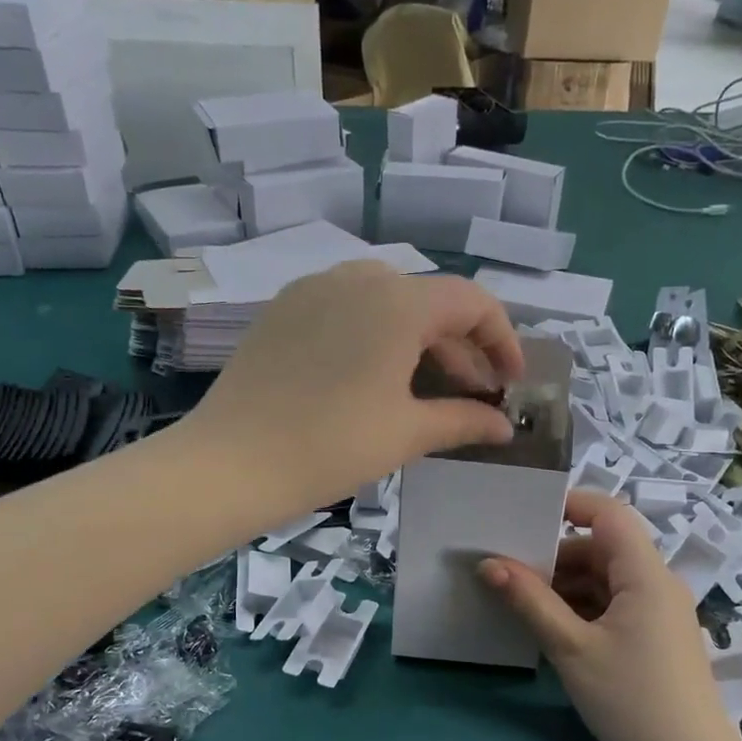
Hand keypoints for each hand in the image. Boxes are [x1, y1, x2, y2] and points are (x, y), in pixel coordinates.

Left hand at [186, 262, 524, 508]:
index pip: (472, 302)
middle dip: (461, 347)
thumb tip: (503, 427)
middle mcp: (358, 278)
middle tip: (473, 395)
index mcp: (398, 301)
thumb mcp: (407, 433)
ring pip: (388, 302)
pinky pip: (347, 308)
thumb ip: (464, 421)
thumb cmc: (331, 446)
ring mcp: (314, 288)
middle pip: (430, 300)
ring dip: (419, 340)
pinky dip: (376, 335)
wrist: (231, 462)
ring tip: (425, 389)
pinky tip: (373, 377)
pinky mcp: (284, 308)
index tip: (510, 381)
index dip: (502, 339)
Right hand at [479, 490, 730, 740]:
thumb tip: (488, 564)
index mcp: (645, 574)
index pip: (609, 513)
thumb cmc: (632, 700)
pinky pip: (615, 605)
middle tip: (509, 573)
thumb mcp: (572, 649)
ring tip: (522, 604)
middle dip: (556, 557)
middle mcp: (657, 584)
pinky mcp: (656, 637)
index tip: (523, 517)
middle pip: (603, 548)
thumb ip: (530, 601)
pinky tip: (553, 630)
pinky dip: (583, 609)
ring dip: (566, 586)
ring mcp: (659, 613)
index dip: (569, 504)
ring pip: (606, 579)